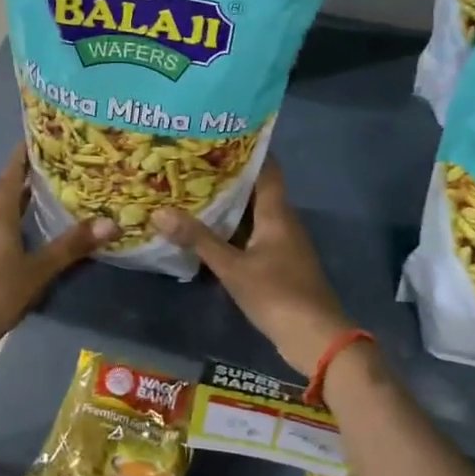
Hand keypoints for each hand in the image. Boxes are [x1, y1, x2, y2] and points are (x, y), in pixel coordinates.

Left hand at [0, 147, 115, 355]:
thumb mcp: (39, 269)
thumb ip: (72, 245)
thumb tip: (111, 222)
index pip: (11, 173)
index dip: (24, 155)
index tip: (40, 137)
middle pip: (5, 189)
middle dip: (26, 175)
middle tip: (55, 164)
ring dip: (19, 198)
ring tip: (46, 192)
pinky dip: (12, 218)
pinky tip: (27, 228)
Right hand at [151, 161, 351, 375]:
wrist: (315, 338)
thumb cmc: (276, 294)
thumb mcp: (232, 267)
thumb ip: (197, 239)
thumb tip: (159, 212)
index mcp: (277, 213)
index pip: (267, 168)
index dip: (246, 150)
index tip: (217, 137)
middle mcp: (283, 221)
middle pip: (256, 189)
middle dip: (227, 177)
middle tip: (191, 164)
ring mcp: (284, 243)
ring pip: (254, 213)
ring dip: (228, 204)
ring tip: (192, 192)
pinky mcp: (280, 263)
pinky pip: (254, 234)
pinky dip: (233, 228)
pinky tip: (208, 231)